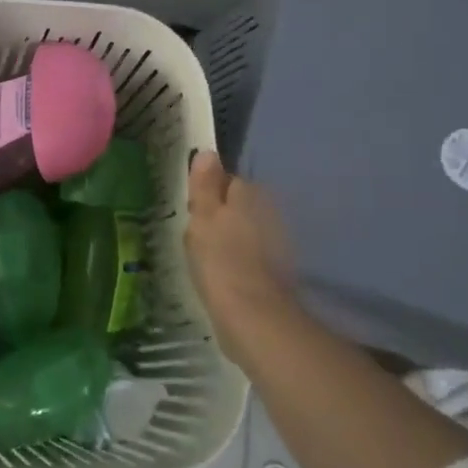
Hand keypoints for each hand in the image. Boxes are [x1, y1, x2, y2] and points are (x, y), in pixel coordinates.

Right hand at [184, 151, 296, 362]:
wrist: (253, 316)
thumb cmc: (221, 260)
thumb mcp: (203, 217)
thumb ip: (205, 185)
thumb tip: (208, 152)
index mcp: (249, 196)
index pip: (228, 180)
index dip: (208, 191)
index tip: (191, 208)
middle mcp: (269, 213)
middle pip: (239, 205)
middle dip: (222, 214)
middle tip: (196, 232)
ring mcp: (275, 244)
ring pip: (245, 230)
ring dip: (230, 238)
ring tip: (206, 255)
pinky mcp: (275, 273)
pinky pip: (250, 256)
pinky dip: (239, 261)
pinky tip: (223, 275)